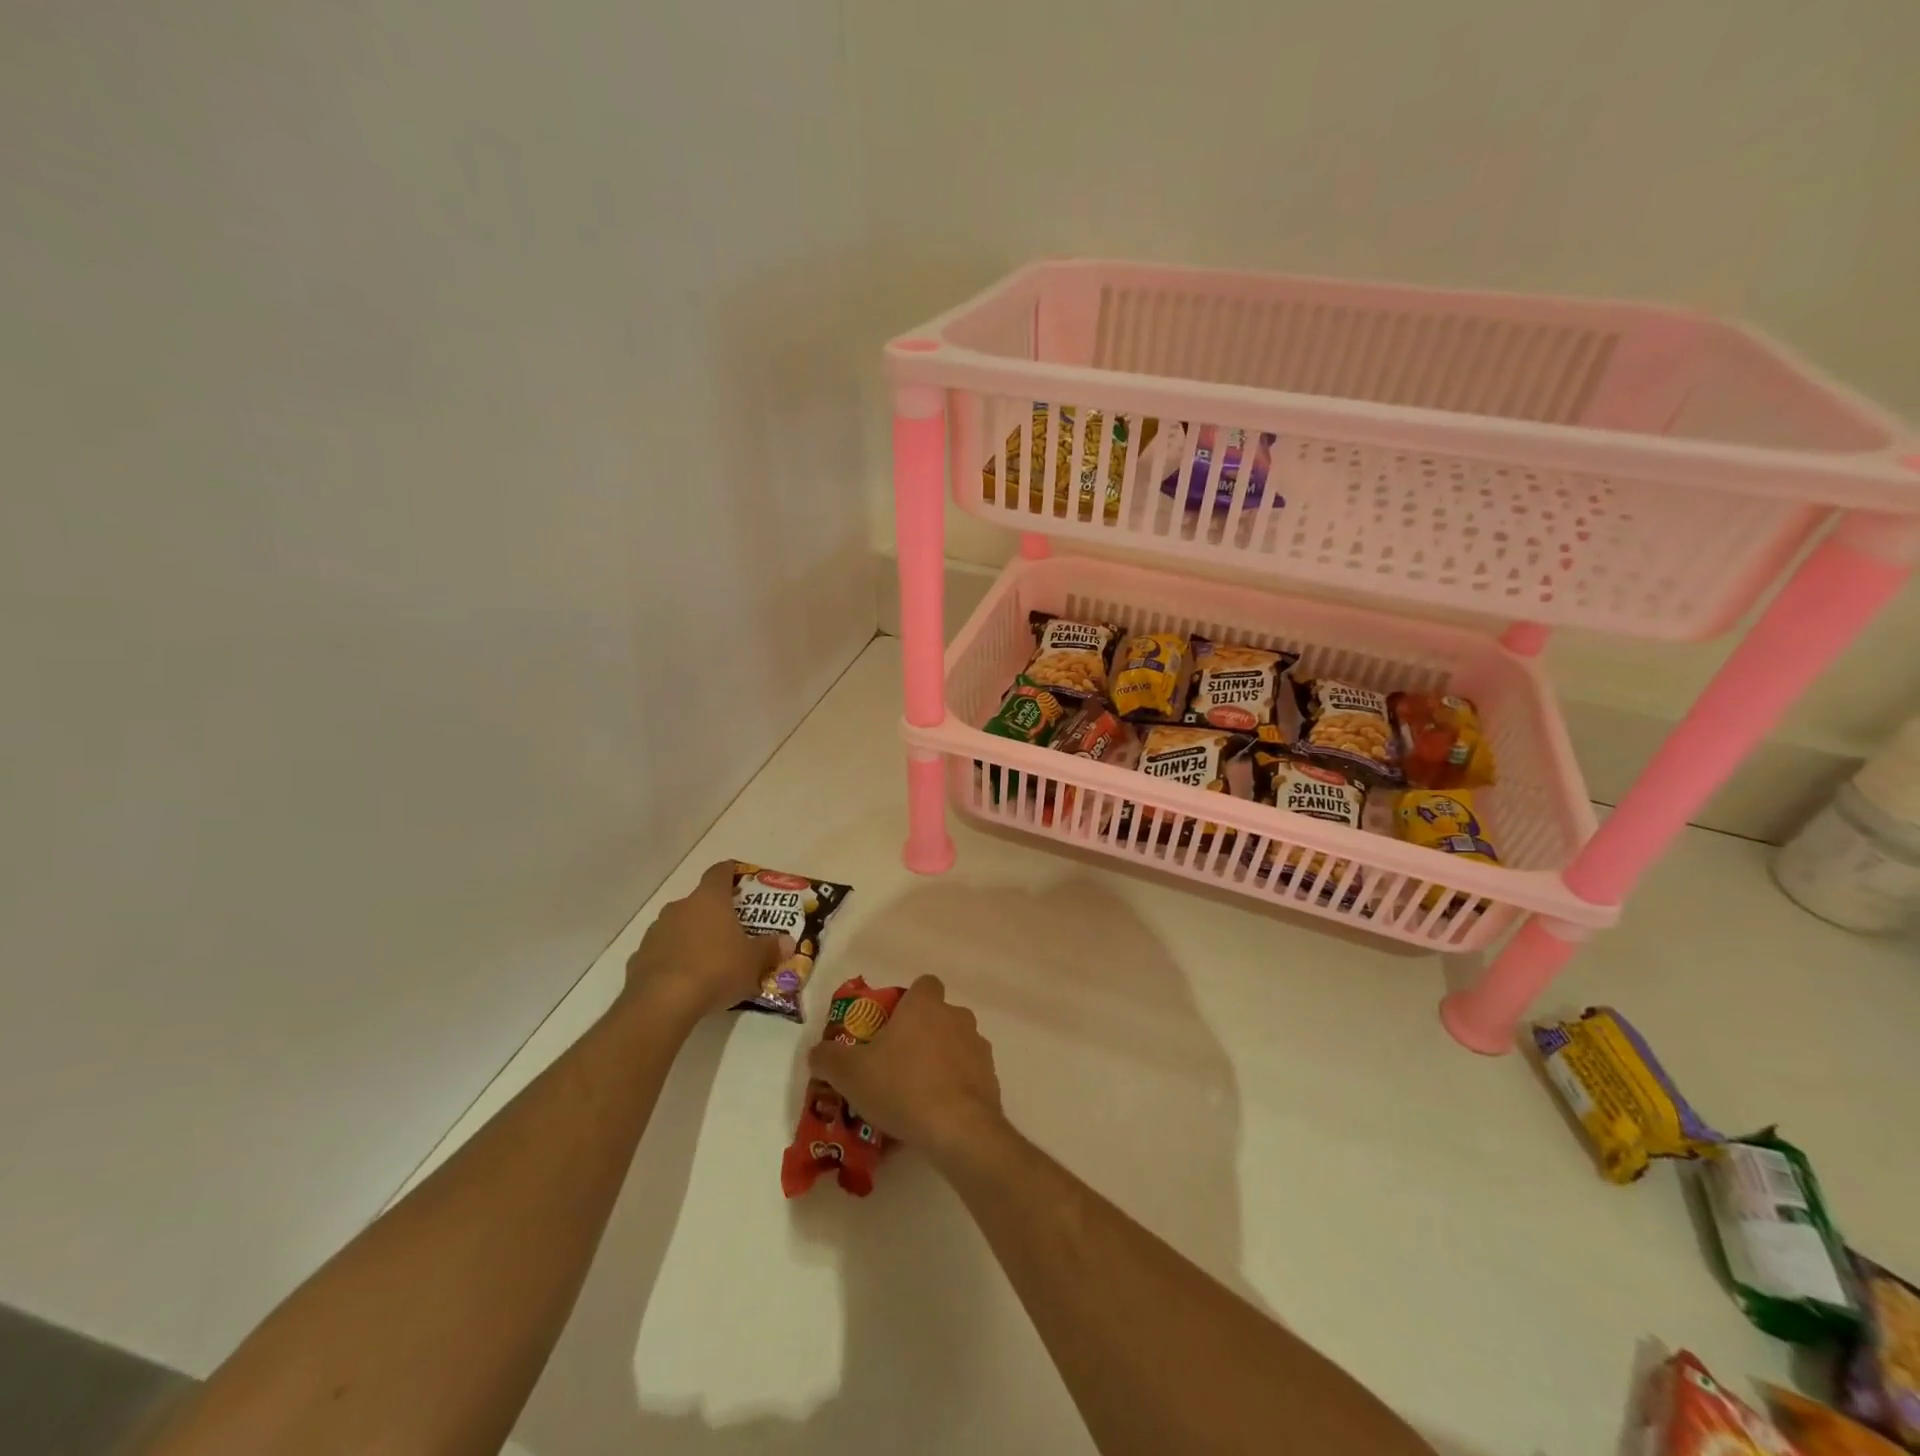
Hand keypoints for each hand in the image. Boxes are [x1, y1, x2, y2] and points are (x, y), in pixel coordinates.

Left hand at [624, 861, 787, 1023]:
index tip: (741, 880)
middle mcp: (680, 907)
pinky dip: (673, 959)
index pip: (719, 872)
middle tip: (732, 931)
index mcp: (709, 899)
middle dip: (715, 913)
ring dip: (692, 936)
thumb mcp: (754, 961)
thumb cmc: (716, 969)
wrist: (662, 1002)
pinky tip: (684, 980)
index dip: (731, 873)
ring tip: (709, 959)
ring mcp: (656, 931)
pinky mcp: (639, 957)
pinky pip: (662, 951)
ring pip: (679, 926)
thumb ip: (771, 948)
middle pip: (700, 901)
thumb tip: (786, 942)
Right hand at [808, 975, 1004, 1162]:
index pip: (923, 985)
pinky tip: (935, 1116)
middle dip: (921, 1035)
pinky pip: (968, 1077)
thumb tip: (817, 1052)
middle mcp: (957, 1017)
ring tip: (914, 1096)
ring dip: (939, 1062)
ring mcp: (978, 1047)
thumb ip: (828, 1058)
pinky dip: (954, 1089)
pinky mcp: (991, 1079)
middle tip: (895, 1065)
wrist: (957, 1128)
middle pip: (938, 1017)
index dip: (908, 1001)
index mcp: (925, 1005)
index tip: (891, 1026)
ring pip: (955, 1046)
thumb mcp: (850, 1073)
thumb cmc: (901, 1086)